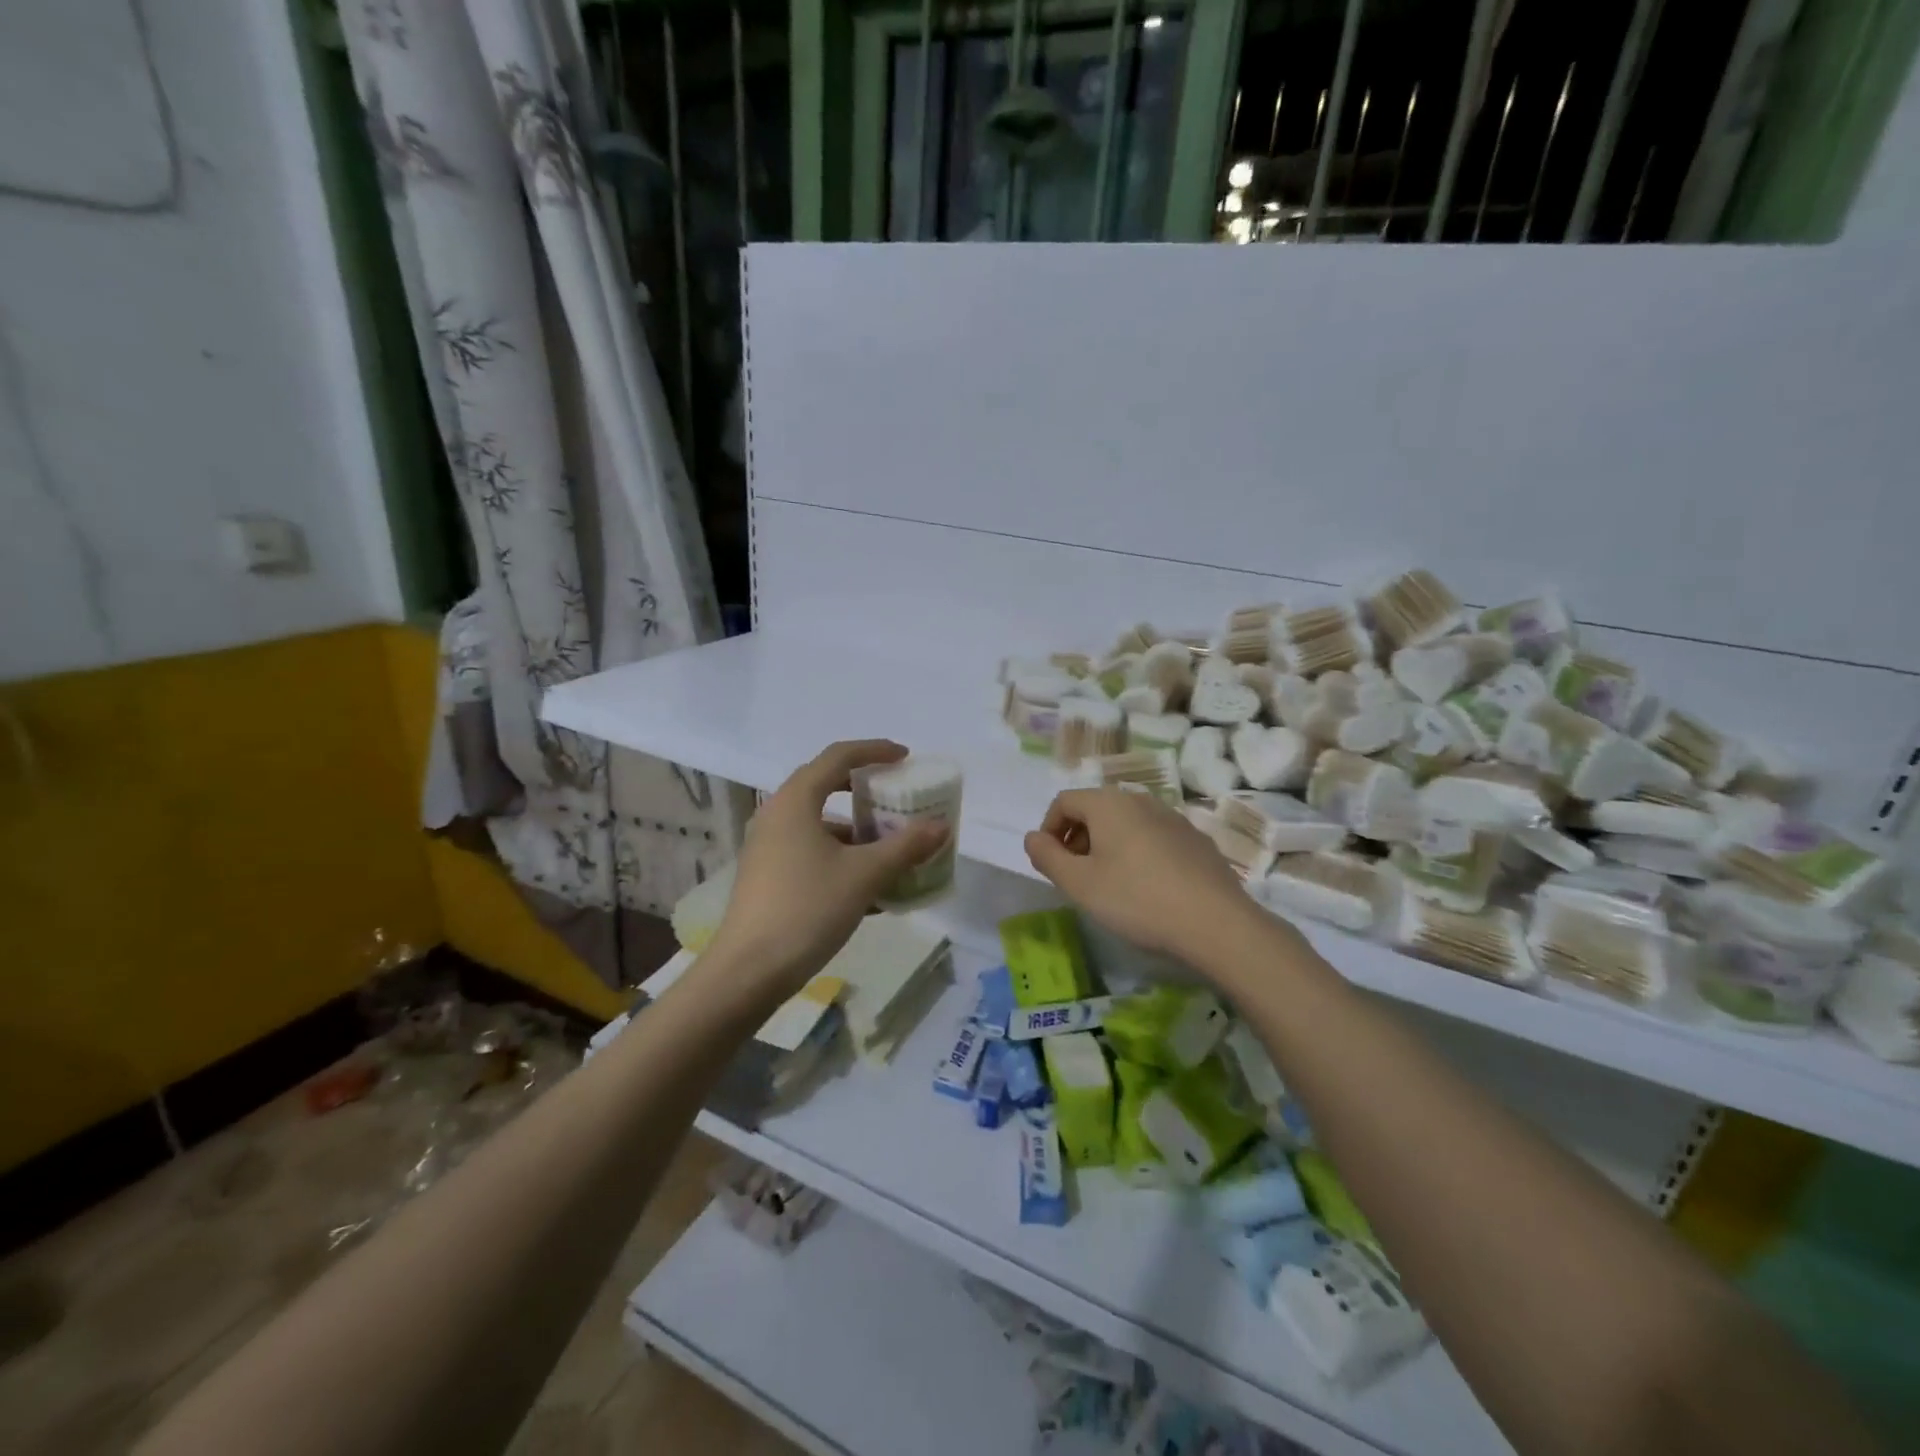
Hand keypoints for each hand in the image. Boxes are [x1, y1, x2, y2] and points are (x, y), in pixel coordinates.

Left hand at [701, 740, 948, 1005]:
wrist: (749, 972)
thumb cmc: (807, 909)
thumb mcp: (865, 875)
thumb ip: (905, 846)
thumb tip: (941, 826)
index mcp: (795, 801)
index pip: (838, 757)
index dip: (874, 751)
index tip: (905, 757)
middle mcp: (777, 815)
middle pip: (825, 785)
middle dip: (864, 790)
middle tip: (896, 798)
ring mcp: (768, 847)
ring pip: (819, 824)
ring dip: (856, 830)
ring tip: (890, 850)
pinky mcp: (767, 875)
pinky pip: (810, 851)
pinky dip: (840, 856)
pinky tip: (869, 888)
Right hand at [1024, 789, 1278, 970]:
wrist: (1215, 923)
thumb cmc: (1136, 900)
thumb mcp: (1079, 884)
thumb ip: (1047, 857)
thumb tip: (1032, 837)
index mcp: (1109, 803)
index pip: (1064, 801)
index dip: (1048, 830)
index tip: (1051, 864)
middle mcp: (1140, 799)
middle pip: (1096, 809)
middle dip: (1078, 838)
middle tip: (1077, 877)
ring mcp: (1173, 818)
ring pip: (1126, 823)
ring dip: (1108, 846)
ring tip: (1110, 885)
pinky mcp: (1196, 840)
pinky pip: (1153, 838)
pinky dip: (1138, 854)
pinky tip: (1147, 889)